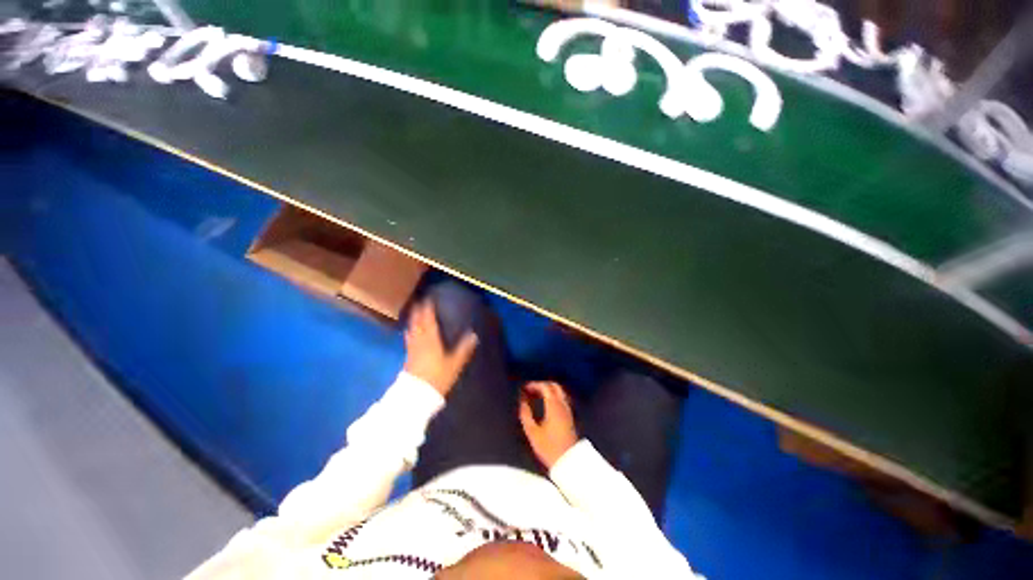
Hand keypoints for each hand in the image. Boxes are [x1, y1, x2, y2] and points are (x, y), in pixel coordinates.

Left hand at [403, 300, 477, 395]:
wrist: (417, 394)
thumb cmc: (437, 376)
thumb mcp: (454, 363)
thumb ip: (464, 348)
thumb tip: (474, 334)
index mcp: (431, 339)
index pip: (428, 319)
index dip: (428, 309)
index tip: (428, 299)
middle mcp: (420, 340)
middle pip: (417, 322)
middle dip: (418, 311)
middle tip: (420, 302)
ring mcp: (412, 348)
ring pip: (412, 329)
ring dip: (413, 320)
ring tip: (414, 313)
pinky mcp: (408, 356)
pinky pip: (409, 338)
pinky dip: (410, 331)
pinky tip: (410, 332)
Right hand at [519, 381, 578, 469]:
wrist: (569, 462)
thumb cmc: (549, 448)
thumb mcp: (532, 433)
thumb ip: (526, 415)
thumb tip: (523, 403)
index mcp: (554, 406)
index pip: (545, 387)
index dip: (534, 384)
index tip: (525, 388)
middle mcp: (563, 405)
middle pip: (554, 386)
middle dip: (542, 385)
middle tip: (531, 390)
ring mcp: (568, 410)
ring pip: (559, 392)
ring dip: (548, 390)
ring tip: (536, 396)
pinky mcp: (570, 417)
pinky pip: (561, 399)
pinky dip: (552, 397)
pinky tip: (545, 404)